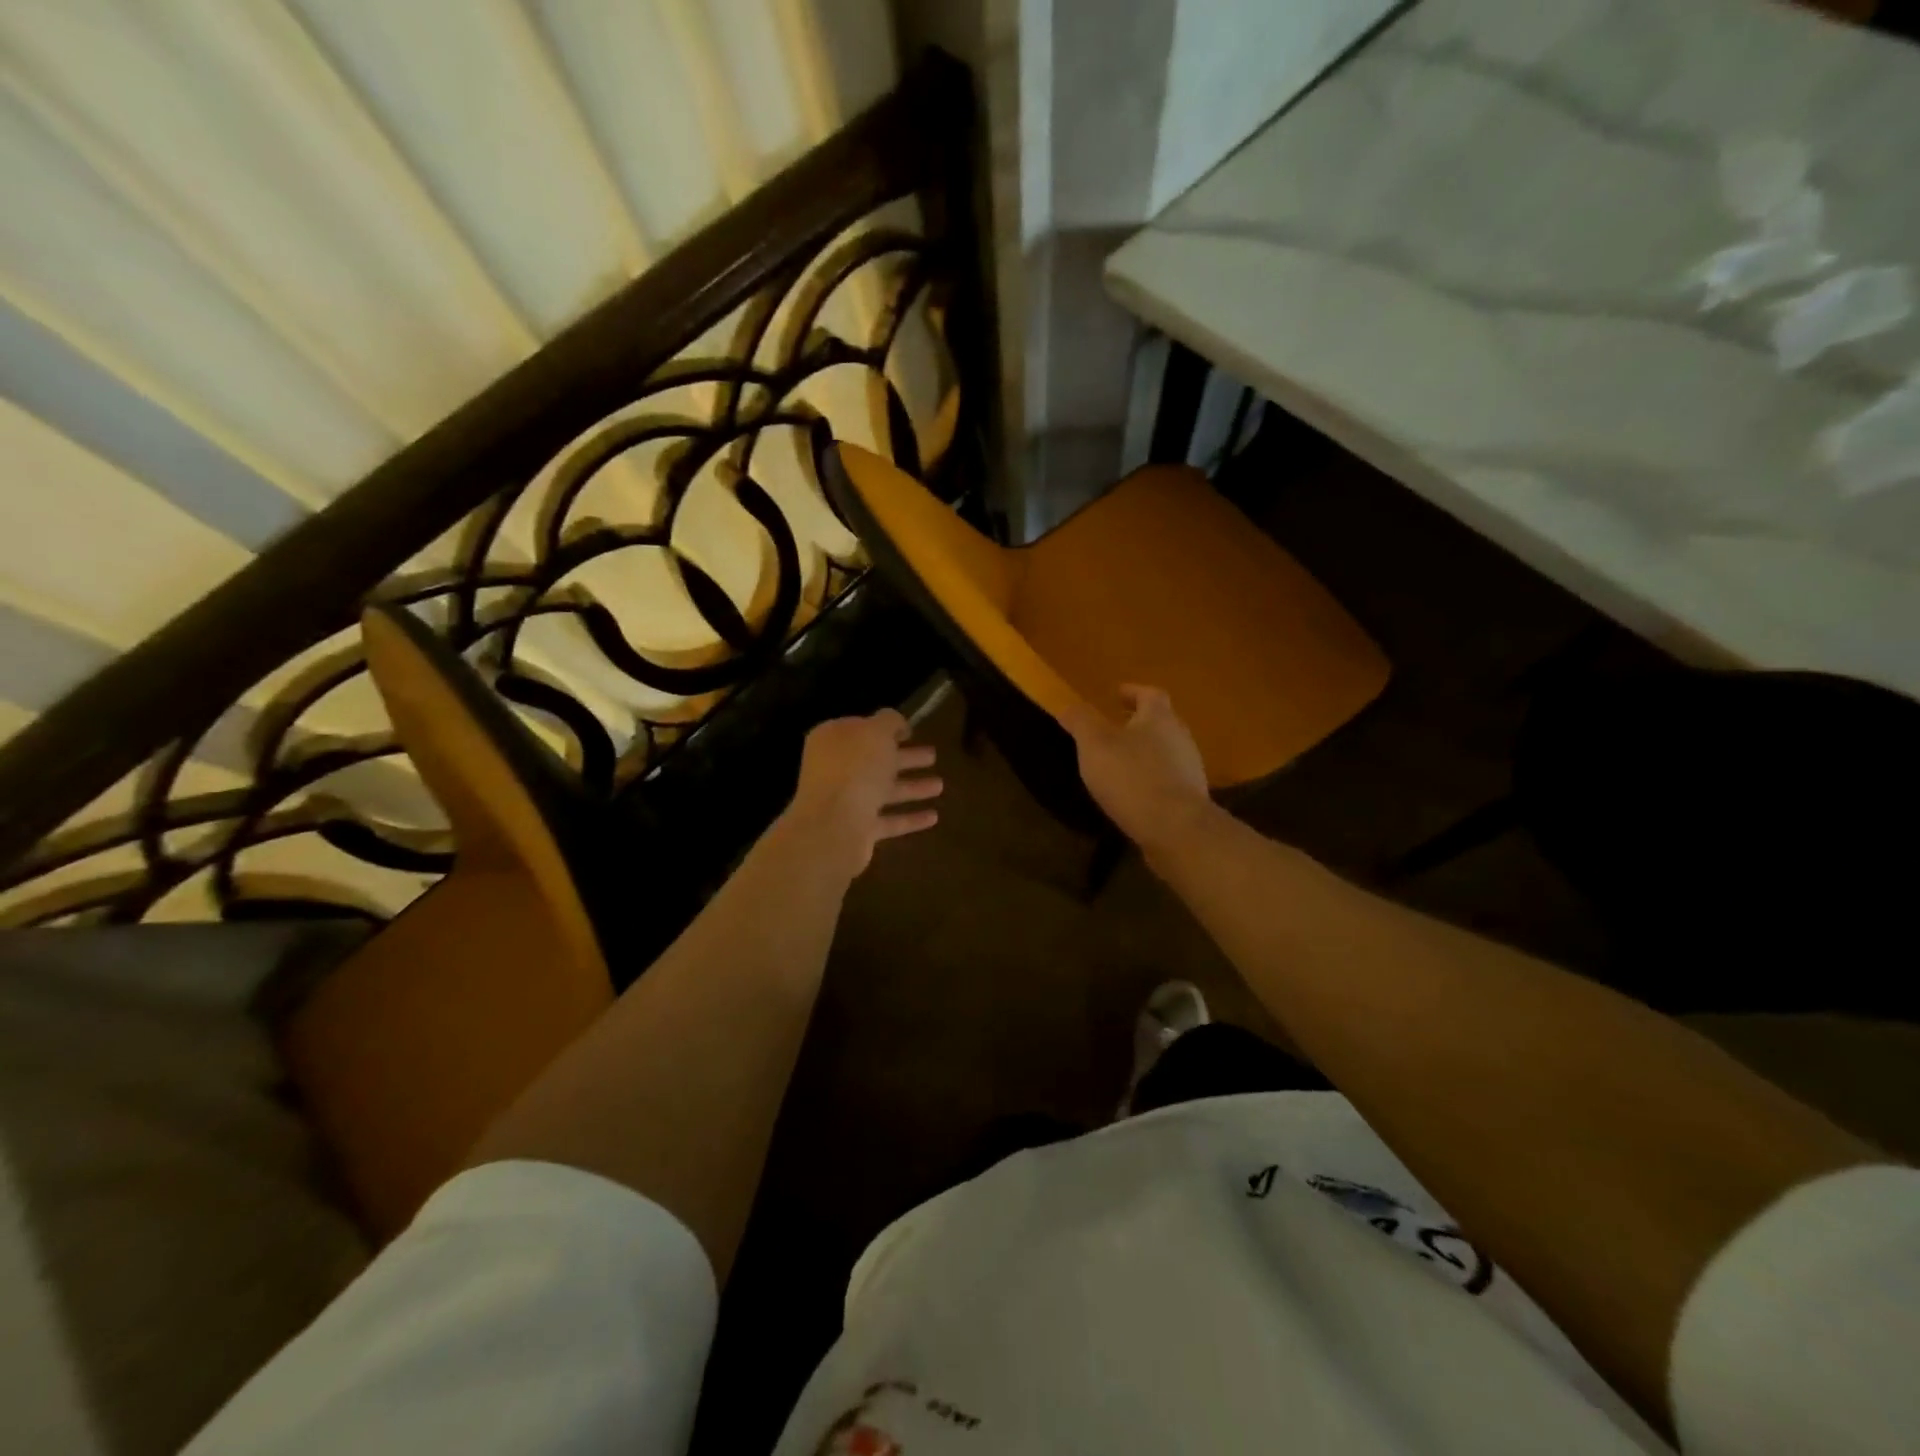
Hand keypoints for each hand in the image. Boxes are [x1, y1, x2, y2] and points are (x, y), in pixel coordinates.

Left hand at [782, 709, 941, 875]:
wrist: (833, 826)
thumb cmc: (855, 769)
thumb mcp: (876, 732)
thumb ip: (889, 722)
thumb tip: (897, 723)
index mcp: (833, 740)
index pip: (860, 728)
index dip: (885, 728)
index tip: (911, 731)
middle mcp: (836, 770)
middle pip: (875, 761)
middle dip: (905, 758)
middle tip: (933, 755)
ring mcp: (845, 802)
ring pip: (884, 791)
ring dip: (913, 787)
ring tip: (941, 786)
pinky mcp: (858, 830)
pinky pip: (889, 821)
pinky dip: (910, 818)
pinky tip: (934, 817)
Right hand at [1060, 685, 1212, 851]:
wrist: (1175, 828)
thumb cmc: (1131, 777)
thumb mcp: (1095, 744)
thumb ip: (1081, 721)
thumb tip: (1068, 705)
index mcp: (1159, 718)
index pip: (1150, 694)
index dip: (1133, 692)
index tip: (1117, 694)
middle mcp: (1181, 738)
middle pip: (1162, 722)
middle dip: (1139, 723)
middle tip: (1115, 728)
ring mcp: (1190, 769)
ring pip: (1166, 751)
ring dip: (1145, 752)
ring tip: (1120, 762)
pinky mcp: (1190, 798)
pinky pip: (1168, 779)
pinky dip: (1151, 778)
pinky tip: (1134, 793)